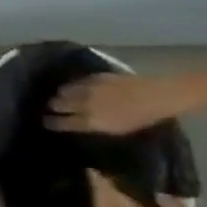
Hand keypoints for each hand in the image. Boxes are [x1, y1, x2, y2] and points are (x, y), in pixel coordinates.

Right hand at [47, 72, 189, 134]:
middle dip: (53, 106)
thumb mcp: (117, 129)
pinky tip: (76, 86)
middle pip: (59, 104)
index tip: (45, 122)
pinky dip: (74, 84)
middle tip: (51, 108)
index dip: (52, 122)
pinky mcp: (96, 76)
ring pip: (65, 90)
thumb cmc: (143, 118)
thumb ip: (94, 126)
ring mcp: (90, 88)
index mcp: (91, 121)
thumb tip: (77, 123)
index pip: (62, 122)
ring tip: (61, 96)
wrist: (161, 95)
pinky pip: (78, 81)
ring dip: (61, 94)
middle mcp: (85, 104)